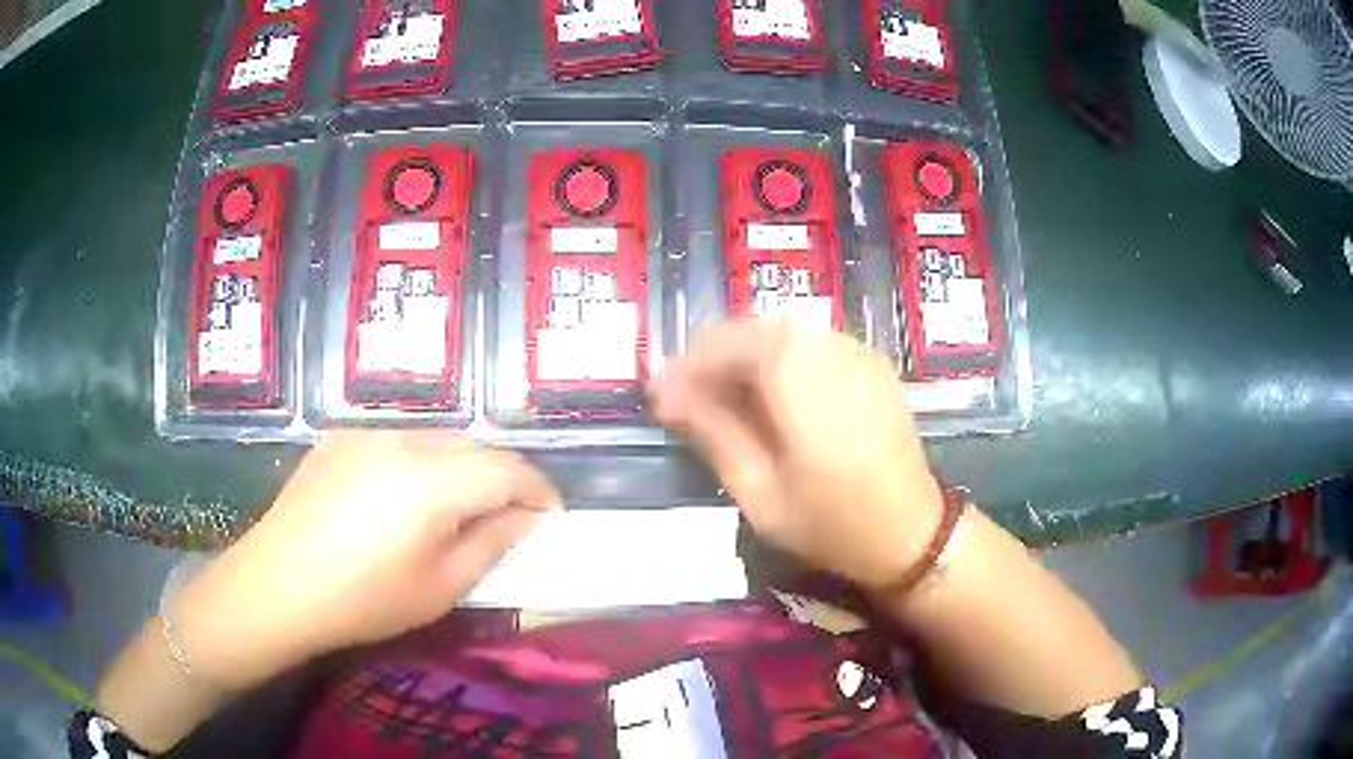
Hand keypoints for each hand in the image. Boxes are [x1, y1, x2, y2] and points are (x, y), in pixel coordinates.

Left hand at [174, 432, 559, 690]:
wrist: (277, 585)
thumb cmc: (363, 600)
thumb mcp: (440, 587)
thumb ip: (491, 544)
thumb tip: (524, 518)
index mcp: (432, 481)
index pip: (508, 468)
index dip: (538, 489)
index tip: (549, 515)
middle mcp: (403, 441)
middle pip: (474, 445)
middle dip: (501, 477)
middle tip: (507, 516)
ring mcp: (367, 433)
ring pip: (436, 438)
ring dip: (460, 467)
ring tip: (455, 508)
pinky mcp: (339, 437)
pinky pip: (397, 441)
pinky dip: (419, 463)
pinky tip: (401, 500)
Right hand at [649, 319, 942, 588]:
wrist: (913, 533)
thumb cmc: (832, 522)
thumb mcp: (759, 490)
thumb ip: (713, 432)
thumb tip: (668, 395)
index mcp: (798, 372)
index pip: (724, 344)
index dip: (685, 367)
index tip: (657, 397)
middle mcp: (828, 344)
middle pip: (752, 331)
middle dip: (711, 359)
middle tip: (683, 400)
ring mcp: (855, 349)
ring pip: (781, 334)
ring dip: (743, 359)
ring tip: (718, 402)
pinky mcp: (870, 363)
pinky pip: (810, 345)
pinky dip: (778, 362)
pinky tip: (767, 398)